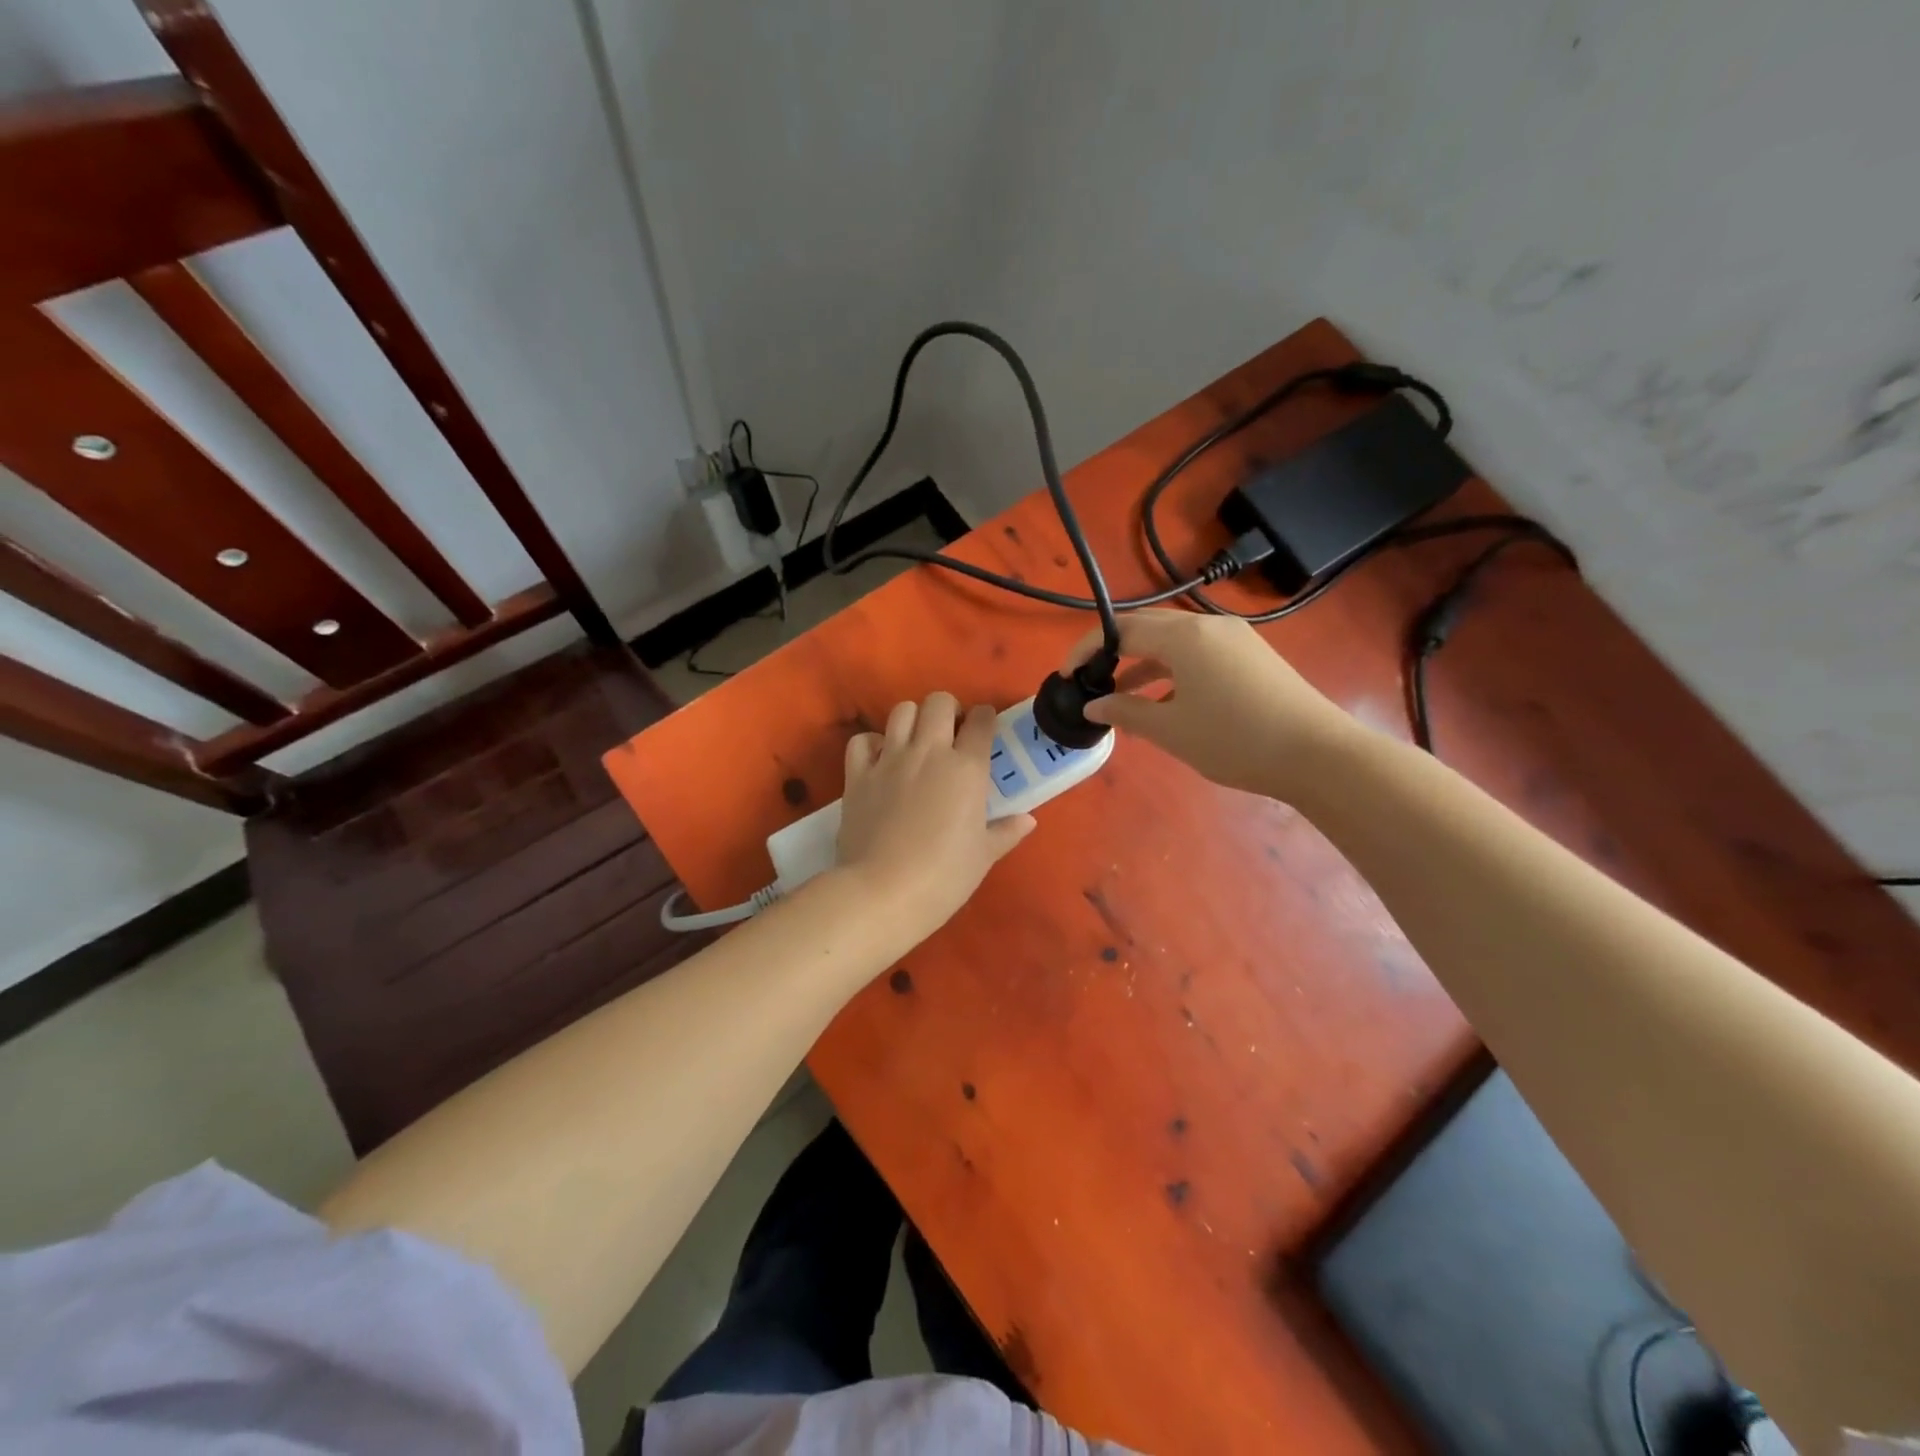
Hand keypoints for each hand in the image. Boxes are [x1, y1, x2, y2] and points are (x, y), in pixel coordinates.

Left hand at [836, 693, 1035, 932]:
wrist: (883, 892)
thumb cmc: (944, 877)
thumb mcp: (983, 856)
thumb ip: (1005, 832)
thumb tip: (1028, 820)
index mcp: (967, 768)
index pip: (981, 721)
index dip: (985, 719)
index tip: (984, 729)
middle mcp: (929, 752)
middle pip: (939, 702)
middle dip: (949, 710)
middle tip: (951, 733)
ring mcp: (889, 760)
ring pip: (901, 711)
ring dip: (913, 719)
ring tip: (916, 742)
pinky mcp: (858, 775)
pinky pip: (863, 741)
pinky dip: (872, 744)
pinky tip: (880, 760)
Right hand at [1065, 610, 1357, 799]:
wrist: (1318, 754)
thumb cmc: (1235, 739)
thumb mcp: (1171, 730)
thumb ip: (1126, 711)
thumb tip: (1094, 704)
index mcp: (1185, 636)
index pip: (1121, 630)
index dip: (1087, 649)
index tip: (1066, 676)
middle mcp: (1208, 627)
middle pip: (1147, 628)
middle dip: (1113, 652)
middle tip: (1089, 680)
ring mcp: (1234, 640)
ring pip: (1174, 643)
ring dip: (1142, 666)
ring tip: (1119, 698)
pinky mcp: (1251, 657)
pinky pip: (1198, 655)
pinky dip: (1172, 673)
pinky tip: (1163, 703)